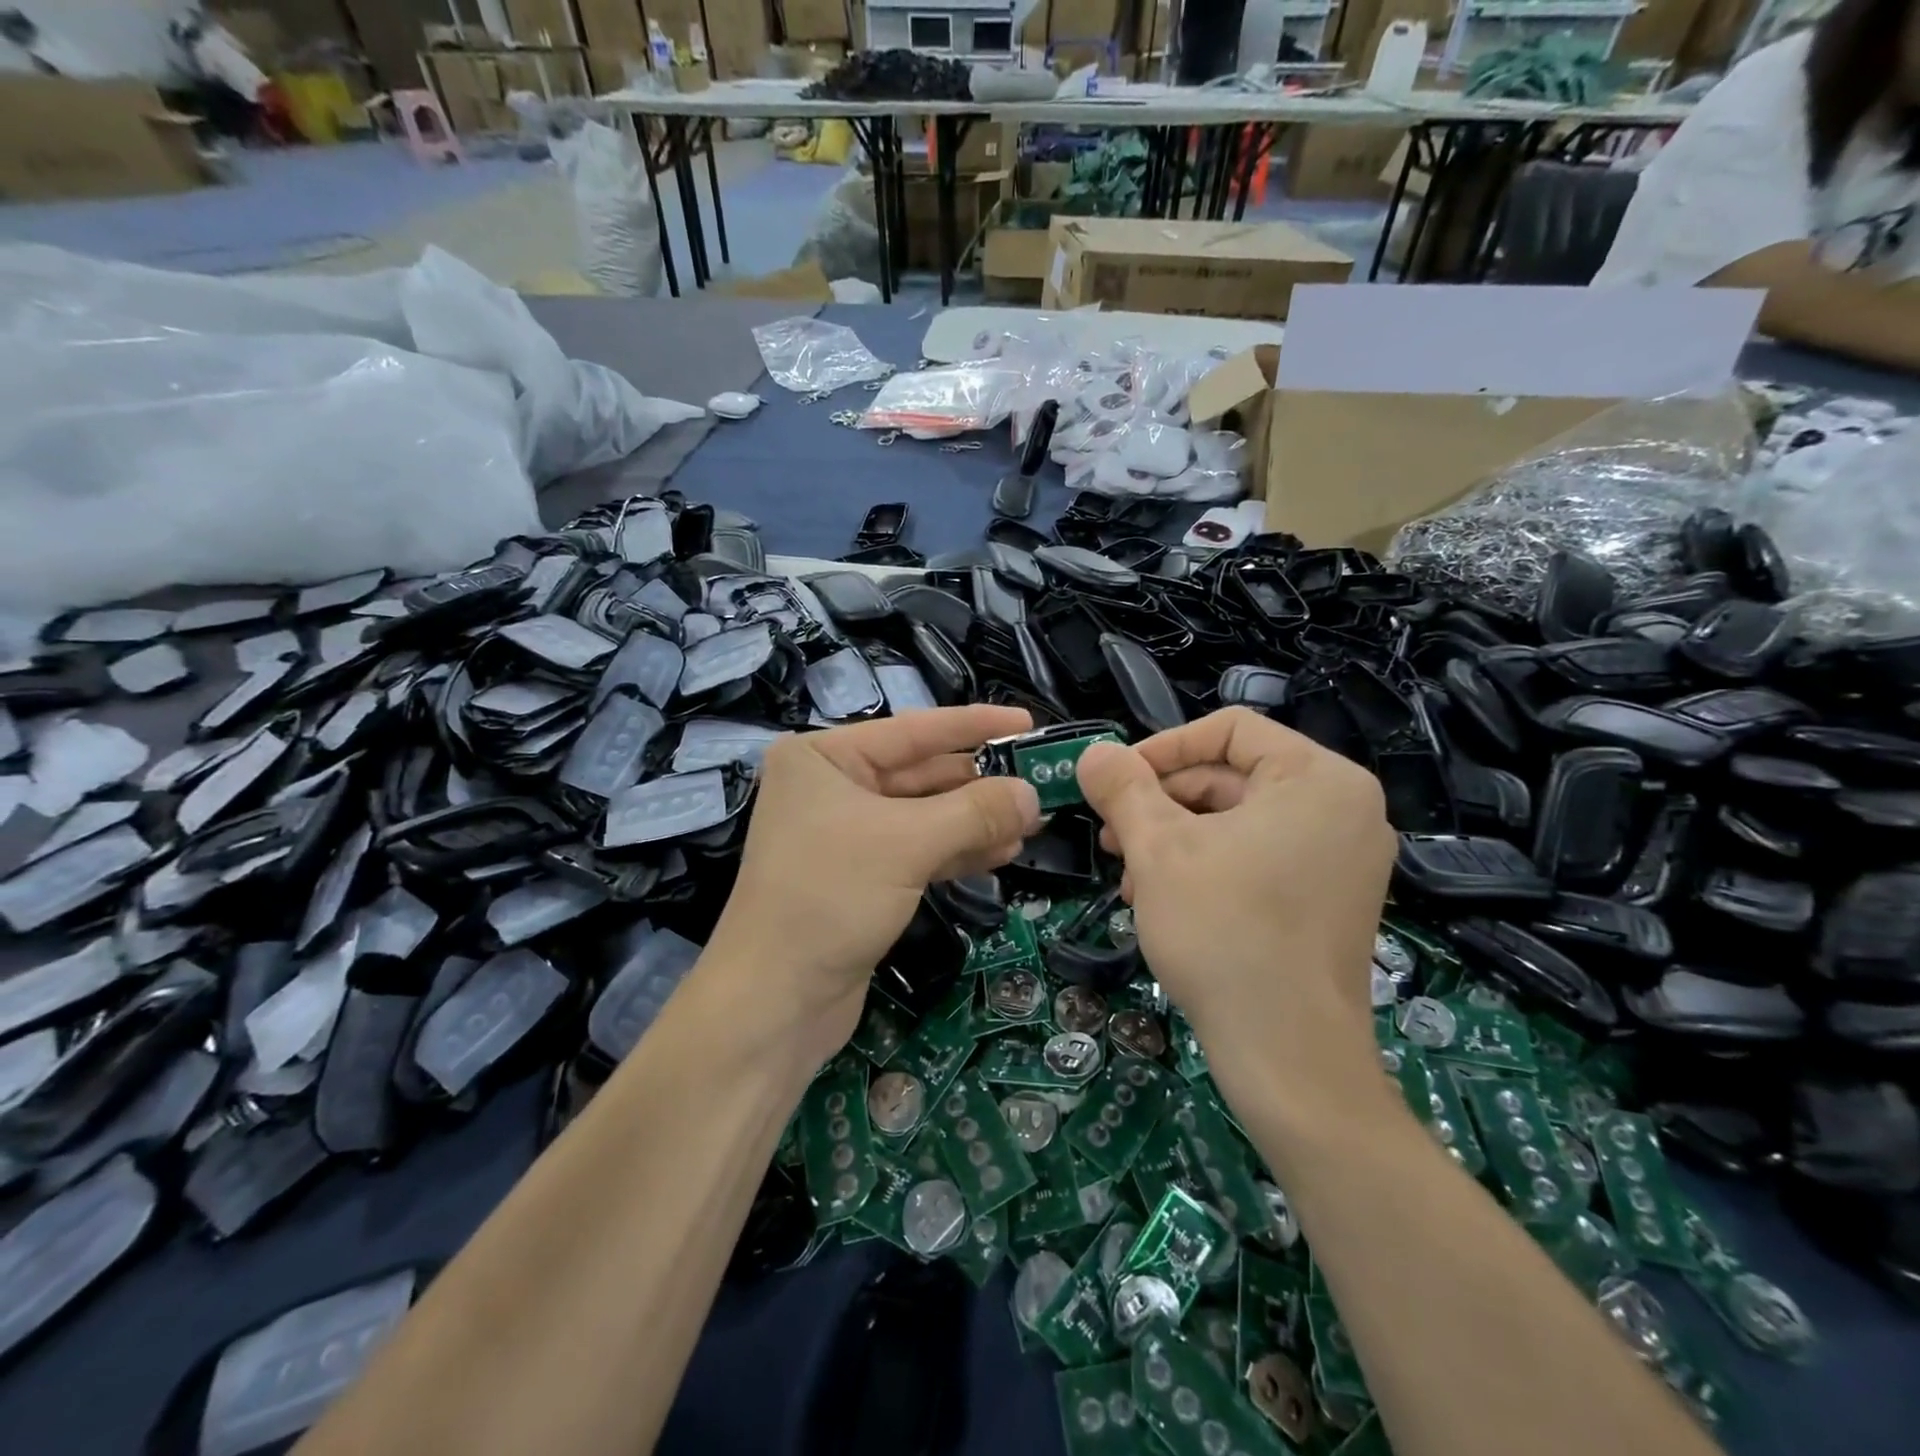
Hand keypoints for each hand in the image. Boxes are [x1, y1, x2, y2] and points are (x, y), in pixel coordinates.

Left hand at [706, 706, 1041, 1066]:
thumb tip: (1033, 793)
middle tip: (1040, 785)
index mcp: (824, 757)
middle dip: (980, 783)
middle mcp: (832, 786)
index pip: (913, 730)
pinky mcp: (862, 876)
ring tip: (1032, 823)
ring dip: (976, 820)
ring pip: (925, 815)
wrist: (775, 1001)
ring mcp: (846, 833)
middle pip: (921, 773)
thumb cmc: (830, 899)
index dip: (974, 725)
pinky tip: (1002, 852)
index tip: (1027, 722)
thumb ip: (975, 812)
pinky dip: (958, 850)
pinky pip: (919, 850)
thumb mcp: (907, 845)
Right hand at [1076, 708, 1394, 1096]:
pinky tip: (1162, 900)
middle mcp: (1344, 808)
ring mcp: (1343, 858)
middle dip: (1162, 804)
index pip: (1229, 729)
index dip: (1162, 748)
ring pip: (1238, 821)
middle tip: (1112, 838)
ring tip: (1130, 878)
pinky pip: (1260, 856)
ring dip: (1175, 839)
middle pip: (1231, 776)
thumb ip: (1122, 788)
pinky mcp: (1331, 899)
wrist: (1288, 1056)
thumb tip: (1093, 752)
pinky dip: (1207, 866)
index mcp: (1318, 778)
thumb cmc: (1224, 931)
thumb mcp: (1158, 848)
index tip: (1115, 782)